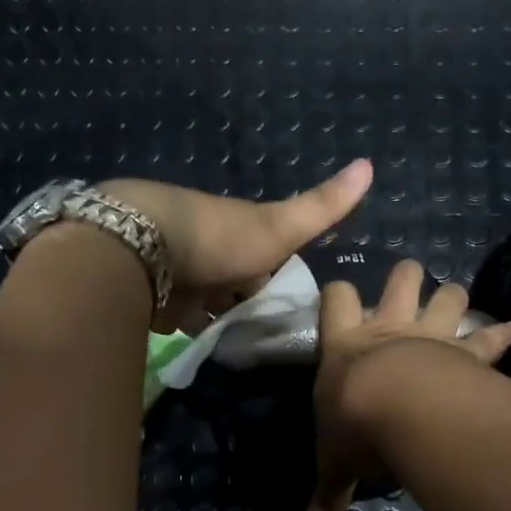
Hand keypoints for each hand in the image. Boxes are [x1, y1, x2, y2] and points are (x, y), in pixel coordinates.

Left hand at [101, 160, 373, 333]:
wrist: (141, 249)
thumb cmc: (217, 238)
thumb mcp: (278, 226)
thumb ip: (320, 207)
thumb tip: (370, 163)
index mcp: (234, 230)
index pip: (262, 254)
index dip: (275, 273)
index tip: (290, 300)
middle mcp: (206, 250)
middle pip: (232, 279)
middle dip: (246, 299)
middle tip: (270, 333)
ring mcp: (177, 276)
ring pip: (205, 301)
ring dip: (218, 317)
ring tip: (243, 347)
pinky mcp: (153, 303)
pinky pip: (179, 320)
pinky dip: (192, 330)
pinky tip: (207, 347)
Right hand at [307, 258, 510, 510]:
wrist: (402, 410)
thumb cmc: (354, 425)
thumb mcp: (334, 460)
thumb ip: (329, 487)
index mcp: (346, 344)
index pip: (336, 298)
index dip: (338, 293)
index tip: (341, 298)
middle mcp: (389, 329)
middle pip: (401, 280)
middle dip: (407, 277)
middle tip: (409, 281)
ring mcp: (431, 337)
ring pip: (447, 296)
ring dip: (453, 296)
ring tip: (456, 299)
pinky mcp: (466, 353)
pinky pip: (489, 338)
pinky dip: (502, 334)